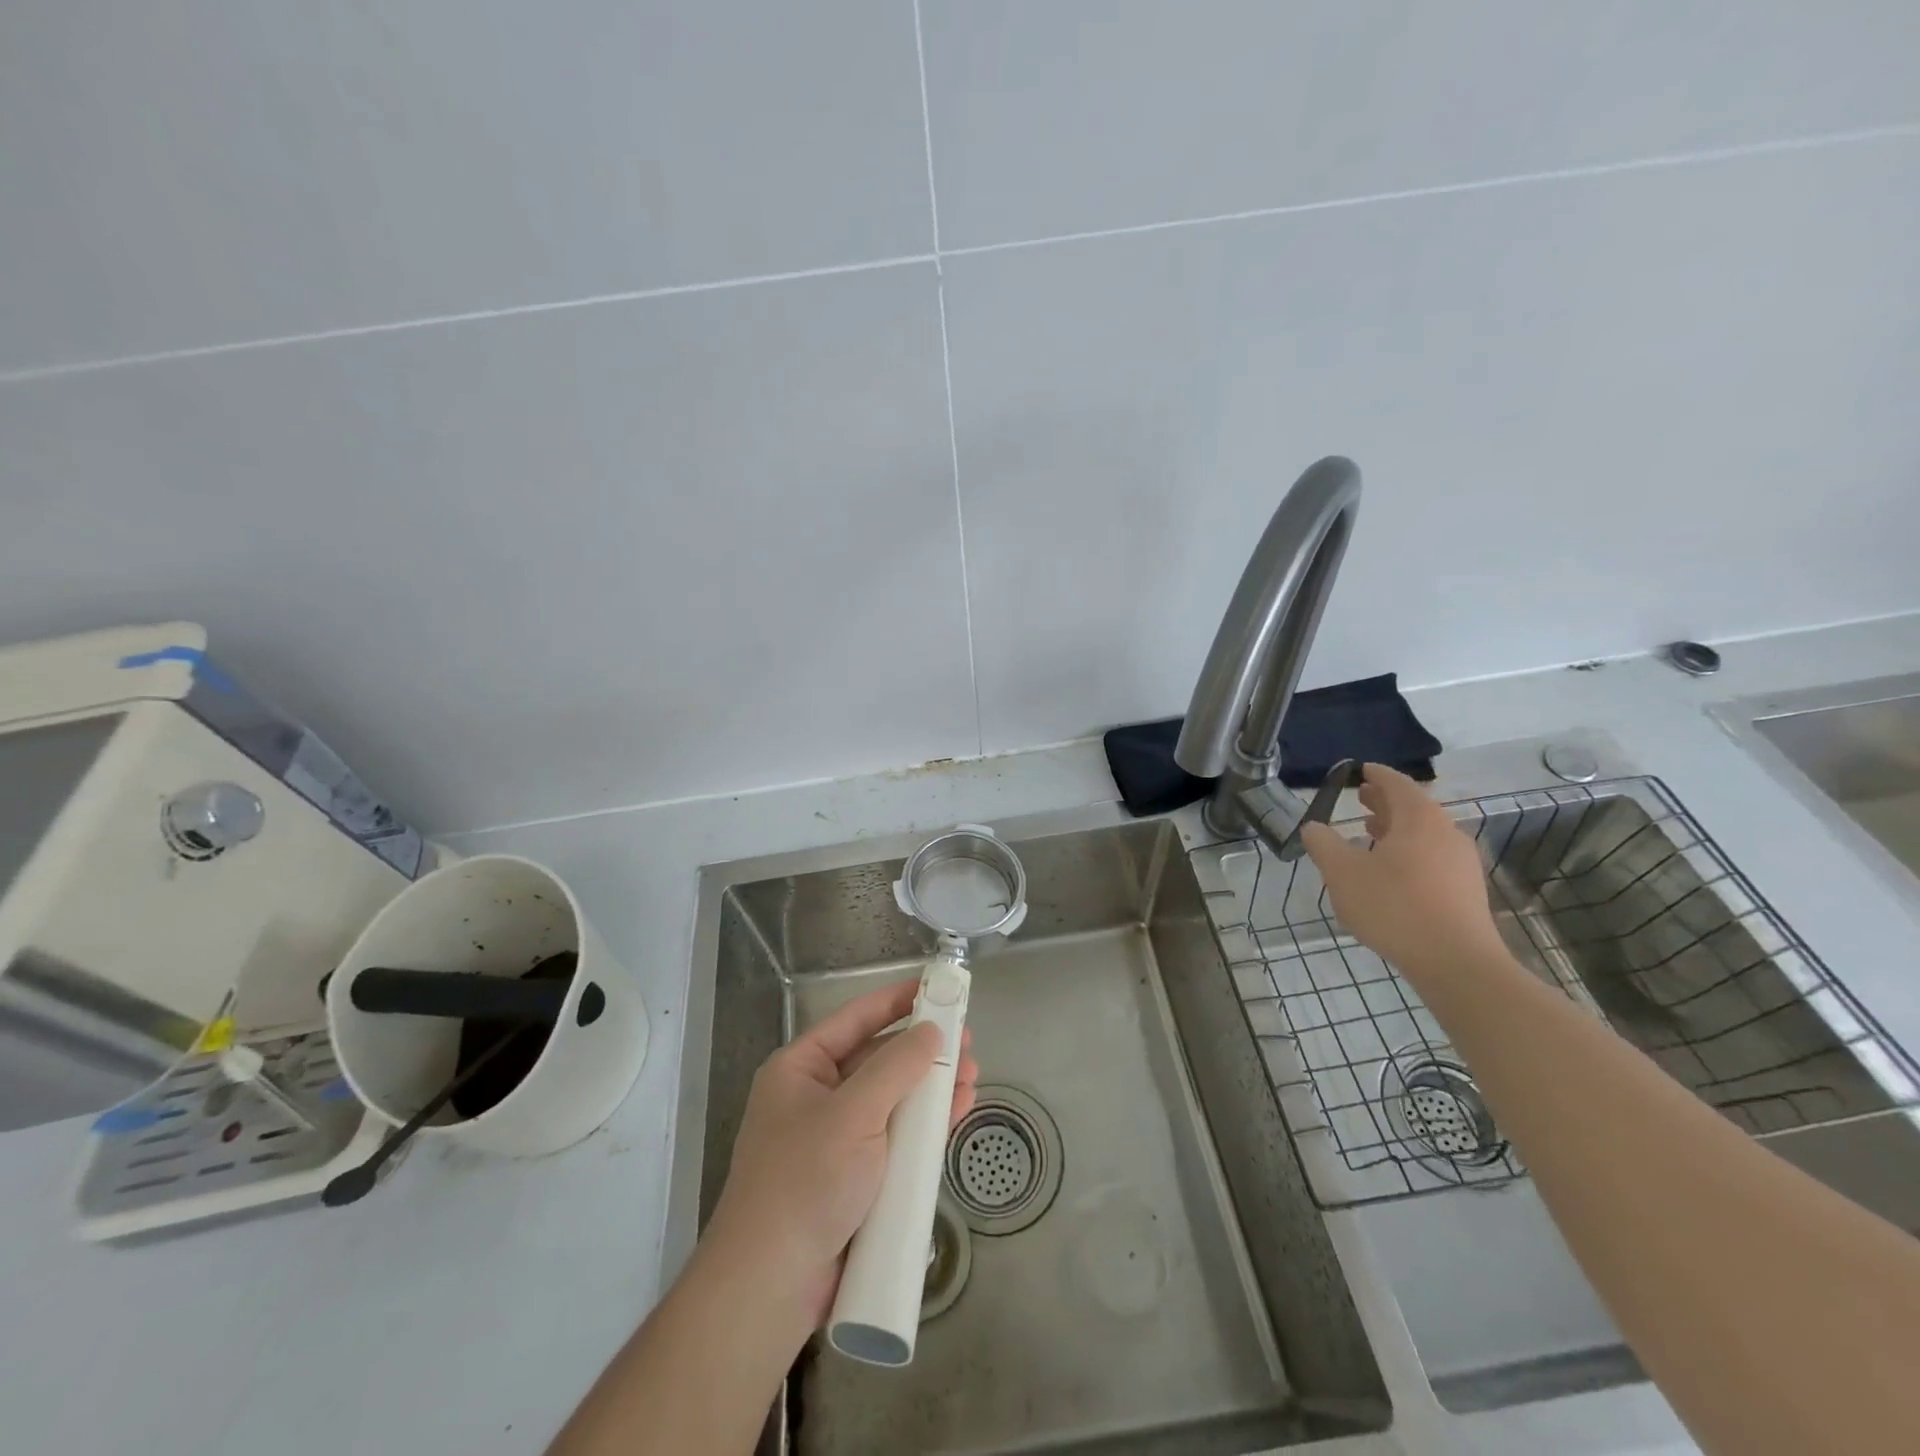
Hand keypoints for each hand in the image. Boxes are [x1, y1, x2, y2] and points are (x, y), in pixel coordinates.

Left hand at [702, 979, 978, 1328]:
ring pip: (893, 1099)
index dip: (896, 1000)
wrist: (770, 1287)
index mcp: (801, 1069)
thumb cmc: (805, 1181)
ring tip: (972, 1076)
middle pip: (879, 1059)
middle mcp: (818, 1097)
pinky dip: (926, 1125)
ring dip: (932, 1087)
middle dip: (924, 1051)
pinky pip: (896, 1137)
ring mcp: (838, 1139)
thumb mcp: (852, 1114)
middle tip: (967, 1042)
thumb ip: (896, 1067)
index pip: (856, 1019)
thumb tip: (932, 1029)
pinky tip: (957, 1112)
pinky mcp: (856, 1177)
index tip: (936, 986)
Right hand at [1297, 762, 1503, 980]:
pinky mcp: (1466, 891)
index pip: (1396, 783)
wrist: (1456, 962)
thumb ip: (1323, 844)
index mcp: (1419, 819)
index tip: (1361, 770)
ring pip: (1424, 834)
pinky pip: (1433, 857)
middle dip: (1385, 801)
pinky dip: (1409, 851)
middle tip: (1361, 799)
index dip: (1376, 775)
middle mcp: (1446, 833)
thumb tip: (1313, 827)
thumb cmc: (1394, 906)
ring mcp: (1461, 863)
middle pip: (1414, 807)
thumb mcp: (1342, 873)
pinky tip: (1390, 872)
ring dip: (1397, 829)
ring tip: (1370, 833)